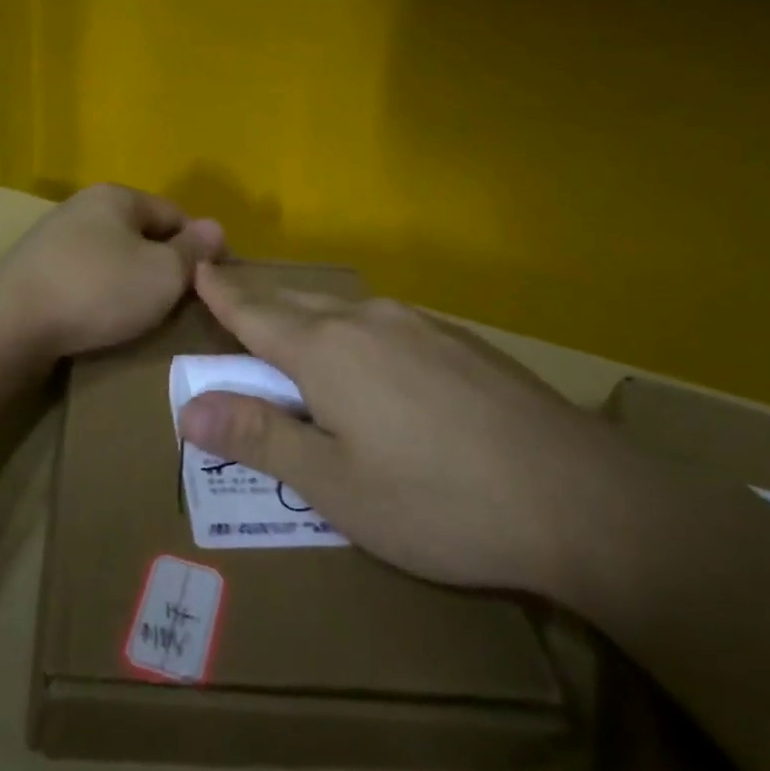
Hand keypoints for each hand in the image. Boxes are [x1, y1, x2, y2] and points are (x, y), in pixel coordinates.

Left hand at [0, 185, 225, 358]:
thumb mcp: (162, 273)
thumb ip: (193, 251)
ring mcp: (54, 237)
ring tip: (143, 315)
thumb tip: (216, 227)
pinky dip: (100, 293)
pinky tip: (102, 318)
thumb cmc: (98, 290)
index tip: (212, 283)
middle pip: (141, 233)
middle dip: (163, 264)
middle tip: (180, 303)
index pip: (175, 214)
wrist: (10, 324)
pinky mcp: (34, 269)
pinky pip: (84, 276)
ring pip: (112, 256)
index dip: (199, 246)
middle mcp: (83, 207)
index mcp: (116, 196)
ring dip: (131, 281)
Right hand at [178, 264, 610, 594]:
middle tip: (235, 302)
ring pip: (346, 309)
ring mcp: (422, 326)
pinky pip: (388, 323)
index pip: (255, 313)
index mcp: (326, 351)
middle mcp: (369, 321)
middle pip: (298, 303)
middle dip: (261, 302)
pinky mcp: (462, 342)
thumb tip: (188, 408)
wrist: (582, 500)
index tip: (199, 268)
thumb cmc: (437, 502)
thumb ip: (259, 438)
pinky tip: (375, 359)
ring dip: (310, 316)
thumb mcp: (333, 485)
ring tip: (297, 330)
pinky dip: (357, 331)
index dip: (222, 294)